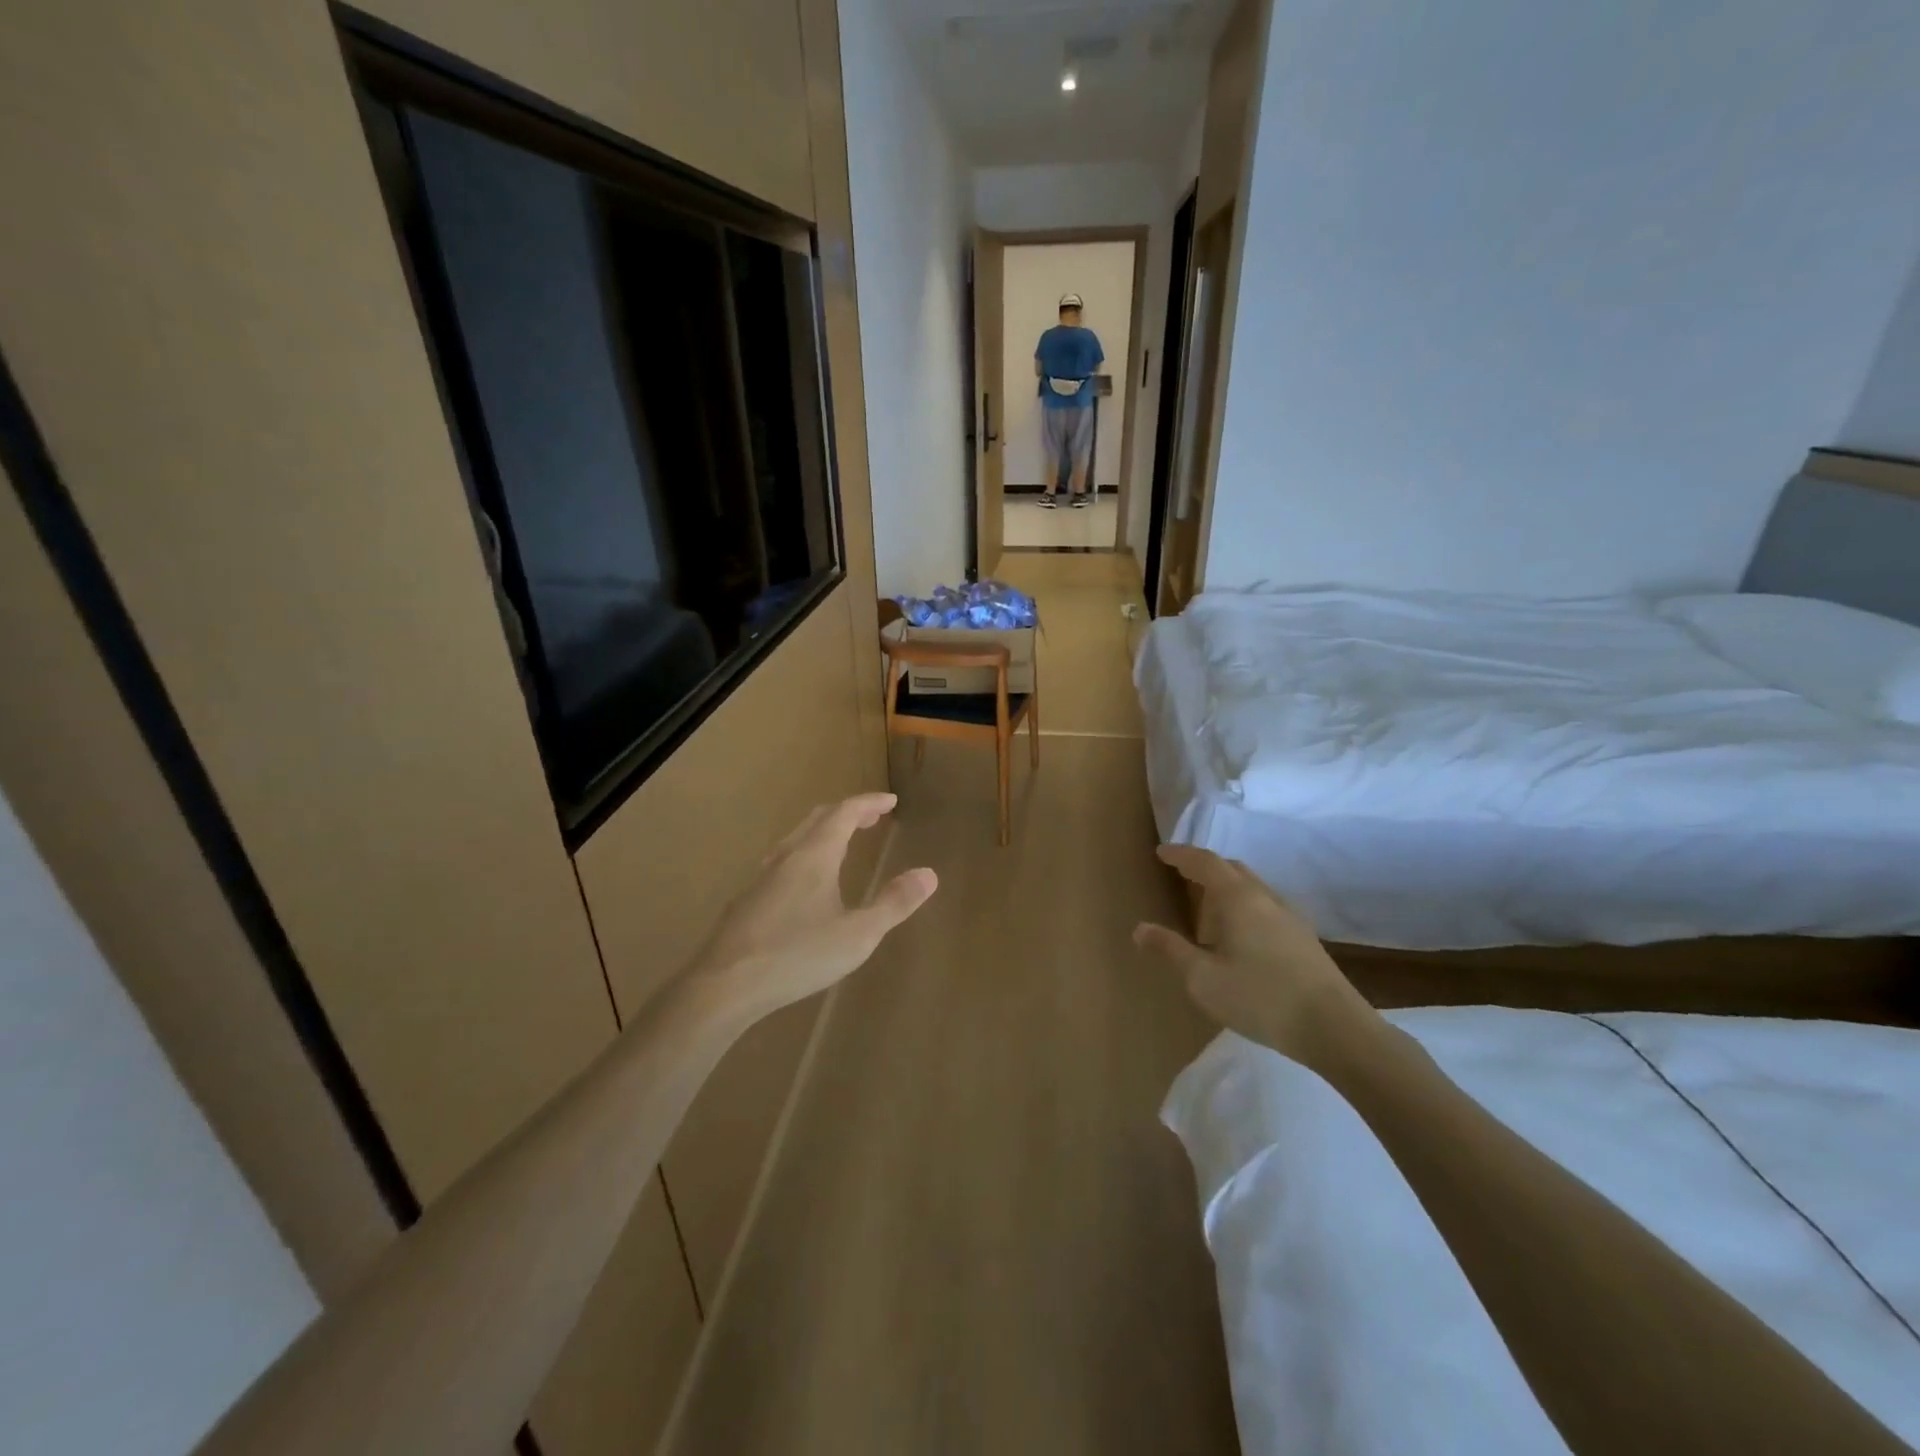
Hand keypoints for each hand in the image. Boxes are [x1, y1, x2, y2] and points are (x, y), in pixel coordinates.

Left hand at [689, 794, 936, 1021]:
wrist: (724, 984)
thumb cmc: (797, 955)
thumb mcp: (858, 935)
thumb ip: (893, 904)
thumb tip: (929, 874)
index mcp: (814, 855)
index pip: (844, 813)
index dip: (869, 803)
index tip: (890, 801)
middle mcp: (786, 857)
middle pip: (818, 820)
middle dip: (847, 813)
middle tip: (871, 817)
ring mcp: (762, 878)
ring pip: (796, 840)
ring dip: (823, 833)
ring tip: (841, 844)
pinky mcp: (747, 901)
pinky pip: (783, 862)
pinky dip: (806, 855)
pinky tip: (804, 885)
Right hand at [1134, 845, 1375, 1066]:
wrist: (1334, 1027)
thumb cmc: (1259, 997)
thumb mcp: (1203, 978)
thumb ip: (1171, 949)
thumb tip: (1140, 928)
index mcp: (1237, 897)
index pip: (1204, 862)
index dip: (1181, 854)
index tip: (1161, 853)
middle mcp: (1264, 897)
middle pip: (1231, 868)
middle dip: (1204, 867)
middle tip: (1181, 876)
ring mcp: (1289, 916)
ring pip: (1251, 887)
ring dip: (1226, 888)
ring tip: (1207, 910)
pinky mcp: (1303, 938)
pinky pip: (1265, 906)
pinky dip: (1243, 906)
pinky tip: (1240, 936)